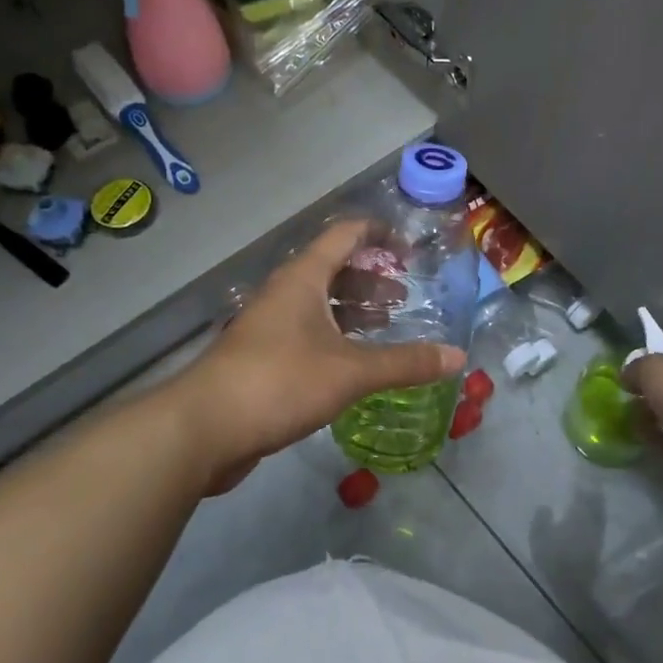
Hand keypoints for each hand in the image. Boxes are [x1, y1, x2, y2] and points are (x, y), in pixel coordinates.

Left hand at [168, 220, 465, 492]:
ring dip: (355, 310)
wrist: (203, 429)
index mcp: (303, 279)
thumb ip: (406, 362)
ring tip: (388, 325)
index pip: (344, 235)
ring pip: (321, 305)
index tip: (409, 248)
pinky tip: (356, 363)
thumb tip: (459, 357)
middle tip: (406, 296)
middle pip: (334, 270)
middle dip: (372, 279)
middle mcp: (286, 294)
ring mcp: (270, 326)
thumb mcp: (350, 371)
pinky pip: (309, 334)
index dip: (379, 233)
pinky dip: (338, 338)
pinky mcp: (264, 358)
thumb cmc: (279, 381)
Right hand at [623, 335, 662, 500]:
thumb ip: (634, 368)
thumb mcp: (652, 368)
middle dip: (645, 388)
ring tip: (624, 416)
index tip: (626, 365)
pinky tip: (637, 436)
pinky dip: (654, 438)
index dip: (648, 352)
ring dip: (647, 414)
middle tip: (622, 394)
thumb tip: (627, 377)